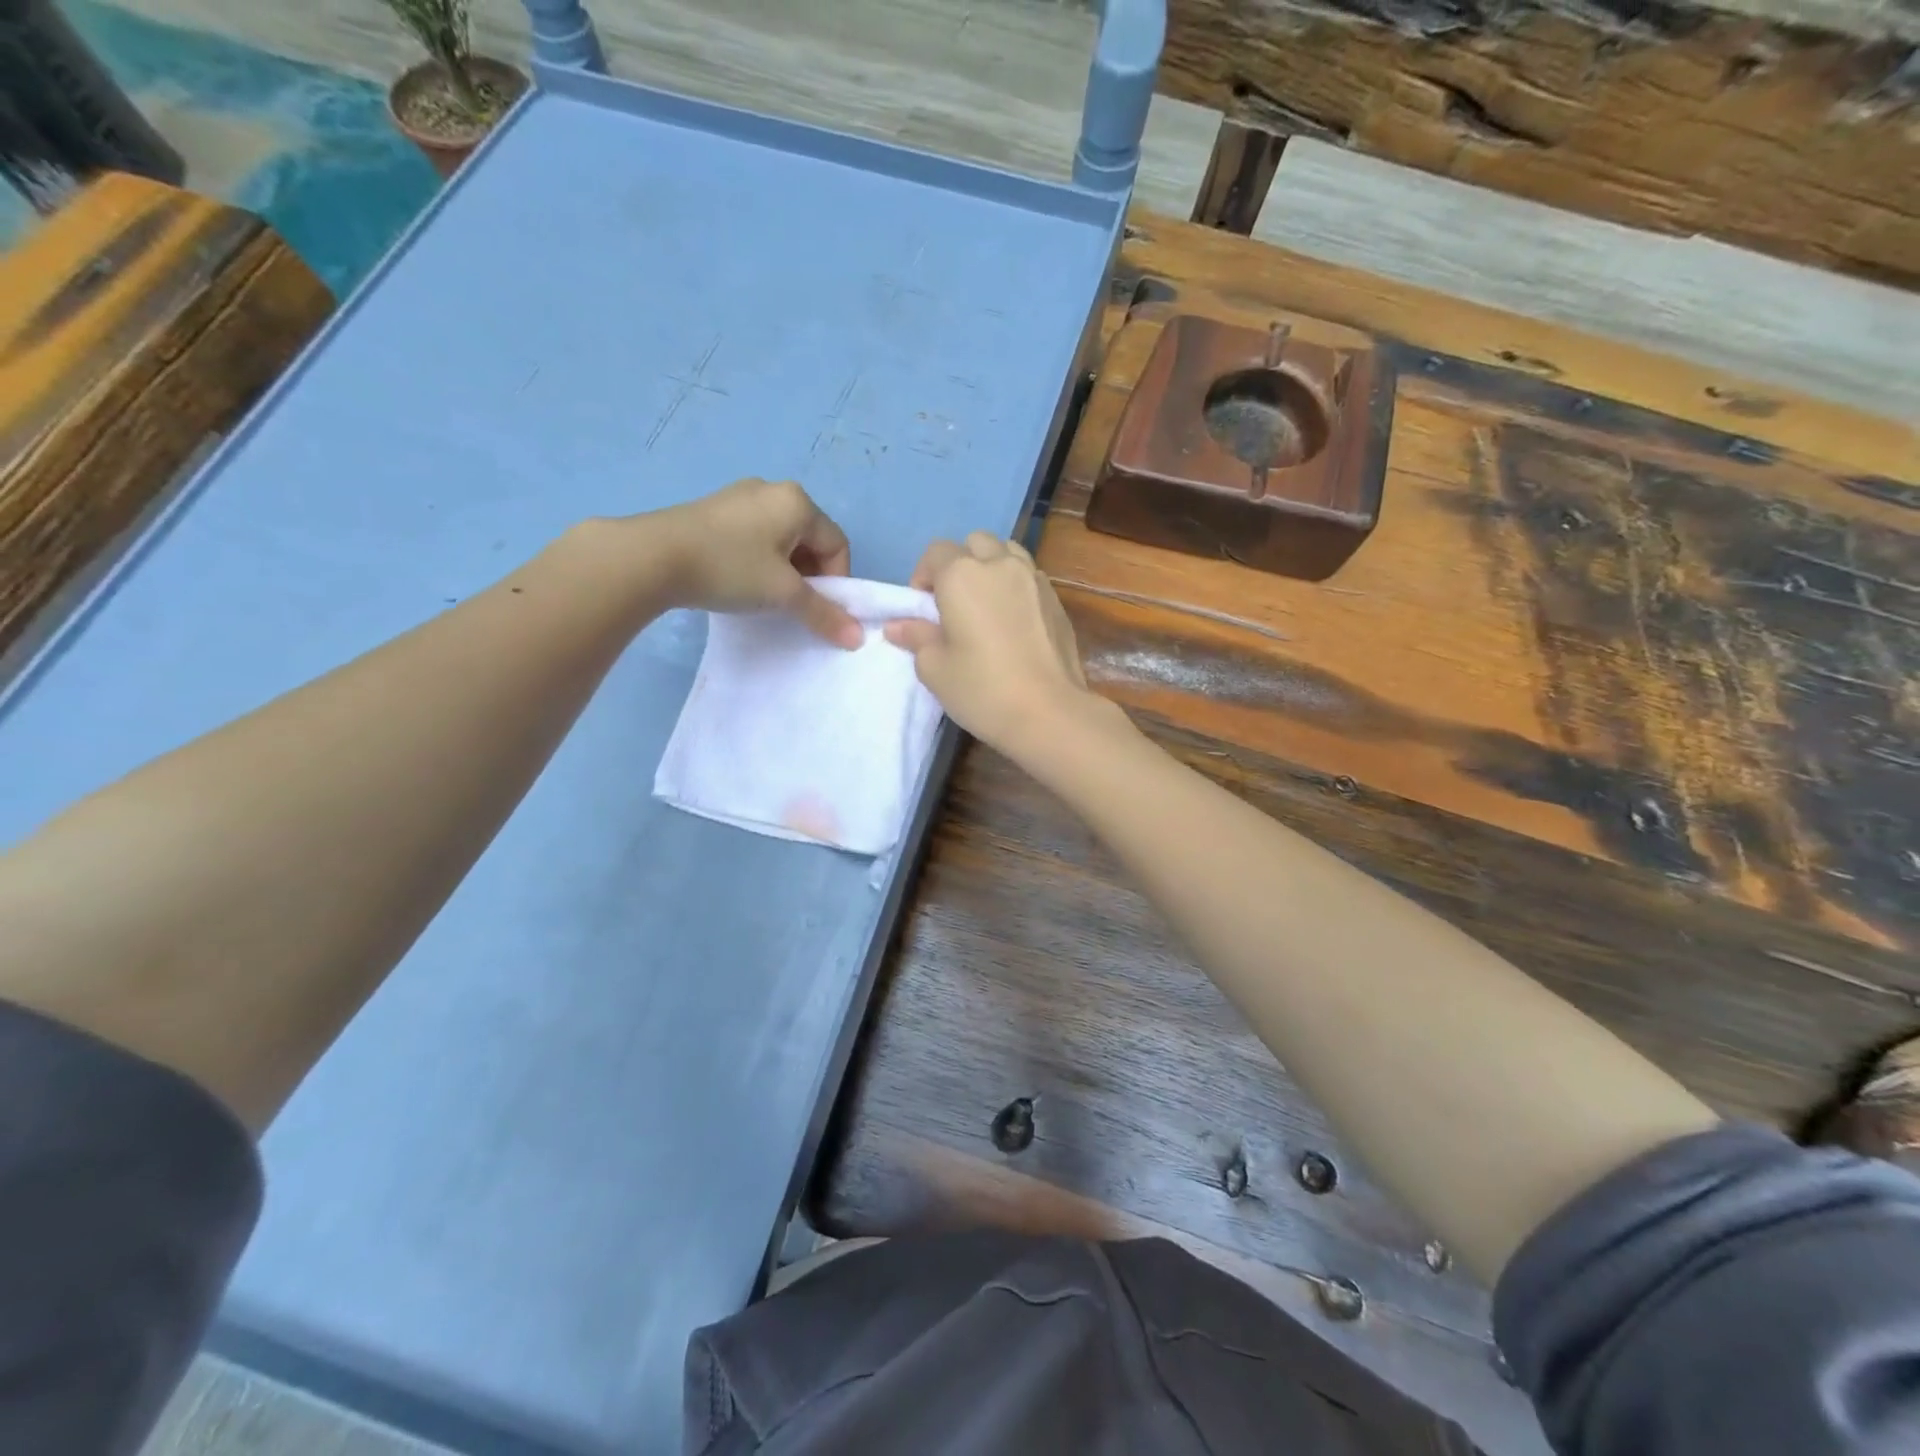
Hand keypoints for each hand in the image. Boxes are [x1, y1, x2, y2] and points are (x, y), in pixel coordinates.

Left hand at [649, 478, 860, 647]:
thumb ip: (824, 614)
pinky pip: (754, 536)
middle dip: (810, 576)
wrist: (653, 557)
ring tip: (764, 596)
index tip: (819, 609)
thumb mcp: (783, 594)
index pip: (837, 544)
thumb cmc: (730, 568)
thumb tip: (856, 638)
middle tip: (793, 605)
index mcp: (798, 502)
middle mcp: (773, 490)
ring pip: (781, 539)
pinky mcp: (714, 510)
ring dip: (784, 571)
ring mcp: (740, 497)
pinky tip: (739, 580)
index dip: (837, 582)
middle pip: (810, 540)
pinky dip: (759, 561)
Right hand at [884, 532, 1093, 754]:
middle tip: (954, 602)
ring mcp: (1034, 578)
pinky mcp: (1056, 599)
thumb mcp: (935, 668)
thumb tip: (897, 625)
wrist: (1049, 712)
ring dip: (991, 567)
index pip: (935, 552)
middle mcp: (1000, 564)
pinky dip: (1016, 585)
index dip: (923, 575)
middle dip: (959, 563)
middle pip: (975, 543)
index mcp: (962, 575)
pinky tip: (1014, 620)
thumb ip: (916, 637)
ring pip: (1007, 552)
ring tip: (986, 603)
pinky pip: (1030, 576)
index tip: (922, 607)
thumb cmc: (982, 689)